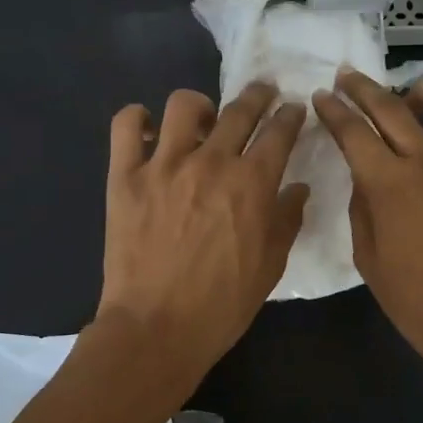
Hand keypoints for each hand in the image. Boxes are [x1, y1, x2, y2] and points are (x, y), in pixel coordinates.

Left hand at [96, 82, 309, 396]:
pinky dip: (139, 118)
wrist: (157, 328)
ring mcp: (164, 165)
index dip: (290, 116)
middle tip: (262, 93)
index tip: (293, 110)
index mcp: (252, 184)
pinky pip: (127, 125)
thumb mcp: (270, 266)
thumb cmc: (222, 304)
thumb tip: (298, 187)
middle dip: (258, 95)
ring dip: (200, 105)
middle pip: (240, 110)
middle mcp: (211, 162)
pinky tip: (150, 130)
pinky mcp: (125, 176)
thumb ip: (287, 220)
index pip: (279, 133)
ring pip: (184, 105)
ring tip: (202, 119)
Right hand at [313, 72, 422, 400]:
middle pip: (392, 106)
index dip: (333, 111)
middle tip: (347, 78)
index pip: (353, 132)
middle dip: (363, 87)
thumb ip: (362, 209)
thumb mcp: (369, 261)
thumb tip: (366, 178)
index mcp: (390, 185)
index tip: (321, 98)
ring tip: (411, 98)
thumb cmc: (419, 304)